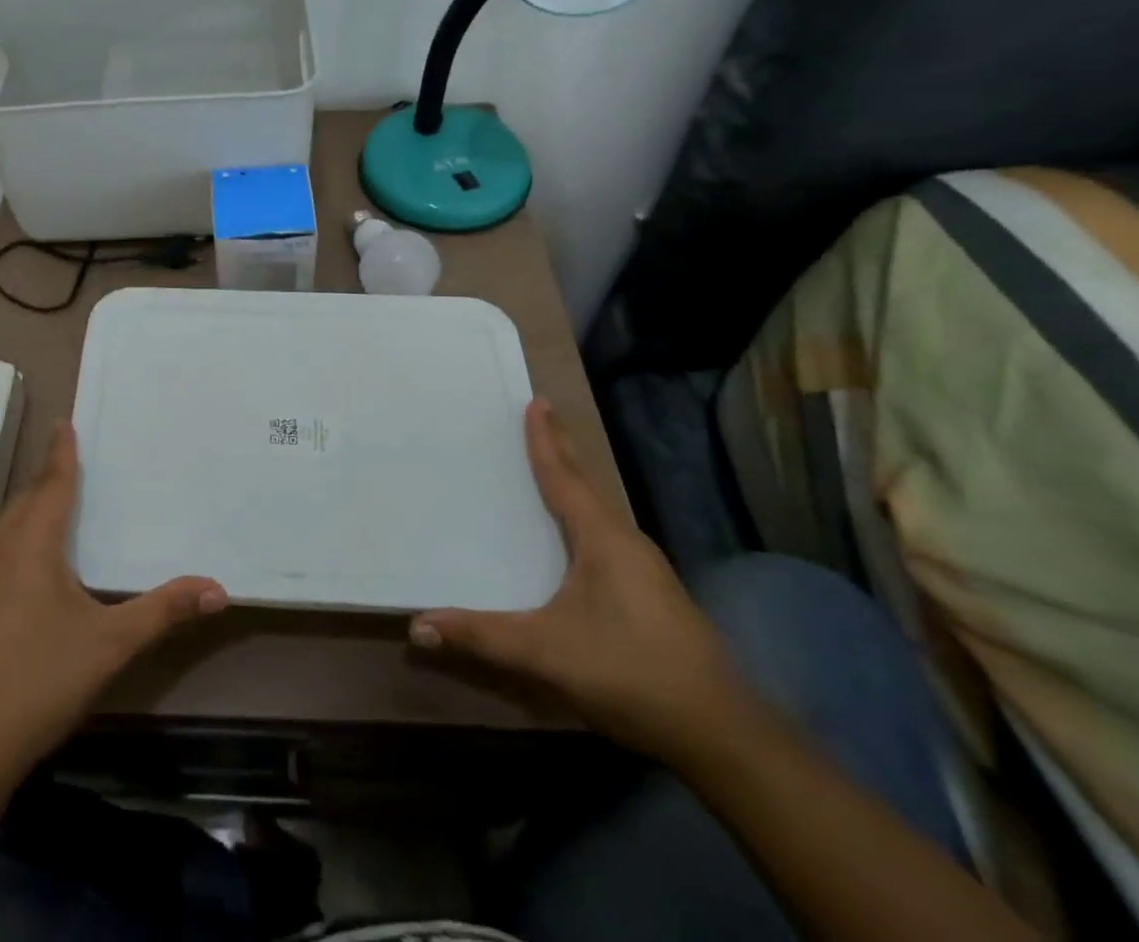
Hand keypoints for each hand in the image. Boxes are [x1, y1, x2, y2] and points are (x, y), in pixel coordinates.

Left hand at [0, 420, 225, 783]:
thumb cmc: (38, 681)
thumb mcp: (110, 644)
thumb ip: (162, 611)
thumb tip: (218, 588)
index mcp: (31, 543)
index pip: (51, 481)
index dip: (62, 451)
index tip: (66, 421)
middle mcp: (0, 548)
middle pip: (29, 498)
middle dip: (52, 475)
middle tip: (80, 457)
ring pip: (11, 523)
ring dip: (36, 505)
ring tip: (64, 498)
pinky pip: (3, 547)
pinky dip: (24, 533)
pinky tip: (39, 557)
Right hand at [410, 399, 755, 765]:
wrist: (722, 736)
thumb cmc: (631, 674)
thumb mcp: (546, 653)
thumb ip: (481, 636)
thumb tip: (417, 626)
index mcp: (604, 539)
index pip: (565, 477)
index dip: (546, 440)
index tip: (536, 402)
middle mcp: (627, 543)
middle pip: (587, 485)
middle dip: (562, 451)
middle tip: (541, 417)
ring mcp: (646, 571)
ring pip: (601, 512)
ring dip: (575, 484)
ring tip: (553, 467)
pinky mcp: (653, 595)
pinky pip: (608, 536)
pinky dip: (585, 516)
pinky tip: (577, 536)